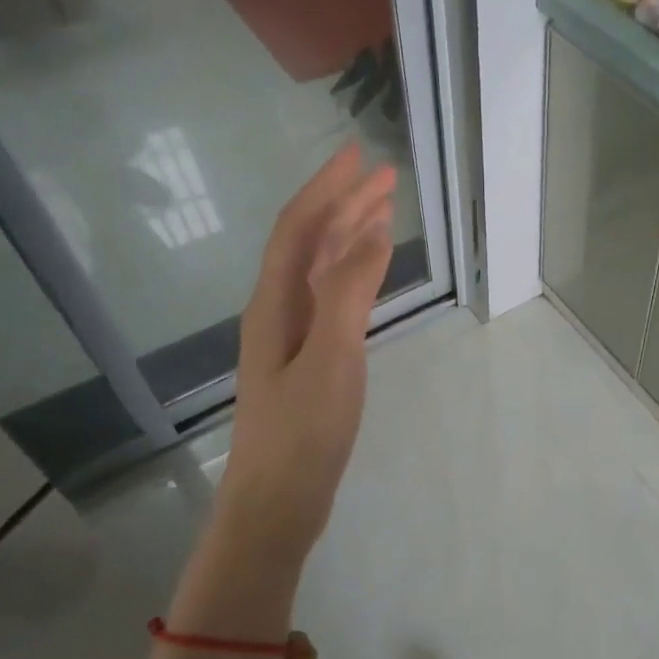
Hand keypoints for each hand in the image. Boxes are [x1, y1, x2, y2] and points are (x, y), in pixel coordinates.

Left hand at [209, 144, 396, 569]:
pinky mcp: (307, 361)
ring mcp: (291, 336)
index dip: (327, 188)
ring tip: (382, 211)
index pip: (299, 228)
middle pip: (309, 242)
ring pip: (320, 269)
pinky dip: (352, 274)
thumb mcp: (329, 358)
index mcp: (275, 303)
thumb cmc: (302, 433)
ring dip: (348, 235)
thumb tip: (371, 232)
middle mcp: (277, 309)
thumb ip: (347, 292)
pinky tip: (367, 274)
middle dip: (344, 204)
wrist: (276, 503)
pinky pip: (329, 298)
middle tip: (384, 176)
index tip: (358, 154)